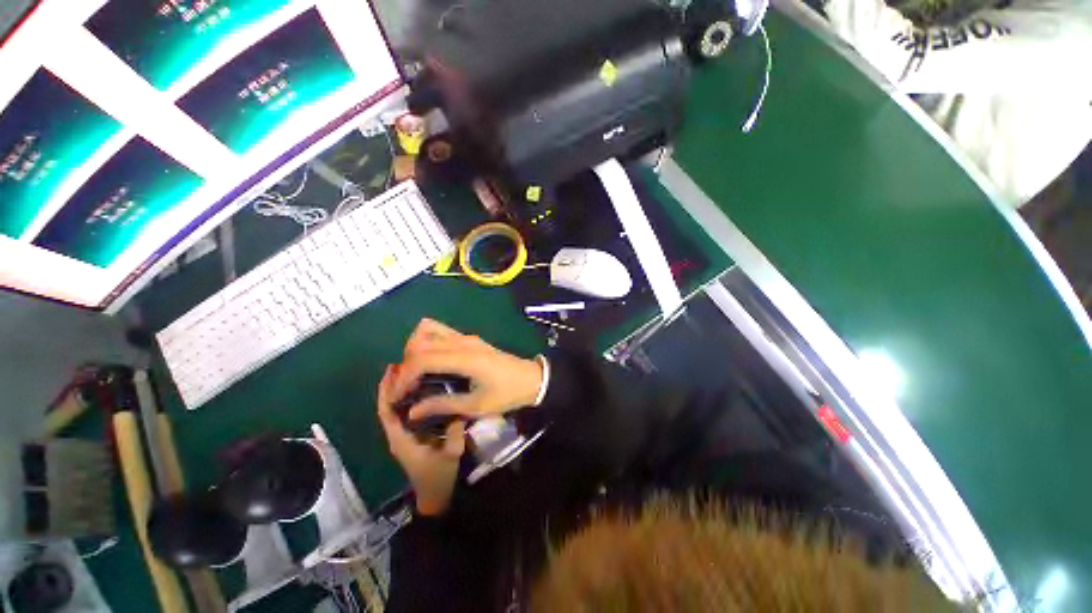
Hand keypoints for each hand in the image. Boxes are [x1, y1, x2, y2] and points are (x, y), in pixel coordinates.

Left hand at [377, 364, 464, 515]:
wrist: (436, 496)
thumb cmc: (438, 476)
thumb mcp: (450, 454)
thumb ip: (454, 432)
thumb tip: (458, 407)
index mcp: (400, 438)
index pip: (386, 410)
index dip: (386, 390)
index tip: (392, 370)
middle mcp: (398, 435)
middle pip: (388, 406)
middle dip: (392, 385)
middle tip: (404, 364)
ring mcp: (404, 435)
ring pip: (396, 409)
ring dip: (399, 390)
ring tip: (412, 371)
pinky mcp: (413, 436)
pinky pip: (406, 413)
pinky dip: (409, 399)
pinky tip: (422, 389)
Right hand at [392, 319, 543, 421]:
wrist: (531, 379)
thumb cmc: (507, 394)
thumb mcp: (476, 405)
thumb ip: (443, 405)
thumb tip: (412, 411)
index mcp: (465, 358)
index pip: (423, 358)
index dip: (404, 376)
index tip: (398, 396)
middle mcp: (463, 341)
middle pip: (421, 340)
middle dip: (406, 362)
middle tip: (406, 385)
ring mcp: (467, 337)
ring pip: (429, 330)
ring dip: (415, 348)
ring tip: (416, 372)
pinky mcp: (470, 338)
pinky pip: (441, 332)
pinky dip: (427, 342)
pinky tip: (430, 363)